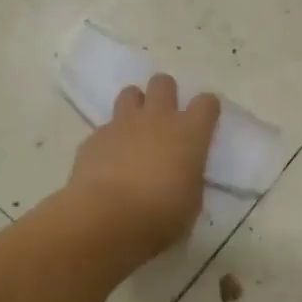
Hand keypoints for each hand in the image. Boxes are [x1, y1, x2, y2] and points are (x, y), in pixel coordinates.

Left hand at [67, 74, 219, 260]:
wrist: (107, 218)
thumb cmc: (161, 215)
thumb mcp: (191, 201)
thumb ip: (189, 176)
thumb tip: (182, 173)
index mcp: (189, 133)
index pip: (206, 103)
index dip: (207, 109)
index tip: (204, 122)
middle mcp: (157, 118)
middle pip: (163, 83)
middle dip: (165, 94)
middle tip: (164, 117)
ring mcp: (123, 124)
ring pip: (130, 93)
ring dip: (135, 106)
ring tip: (135, 130)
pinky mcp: (95, 137)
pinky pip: (106, 127)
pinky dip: (110, 139)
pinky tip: (109, 161)